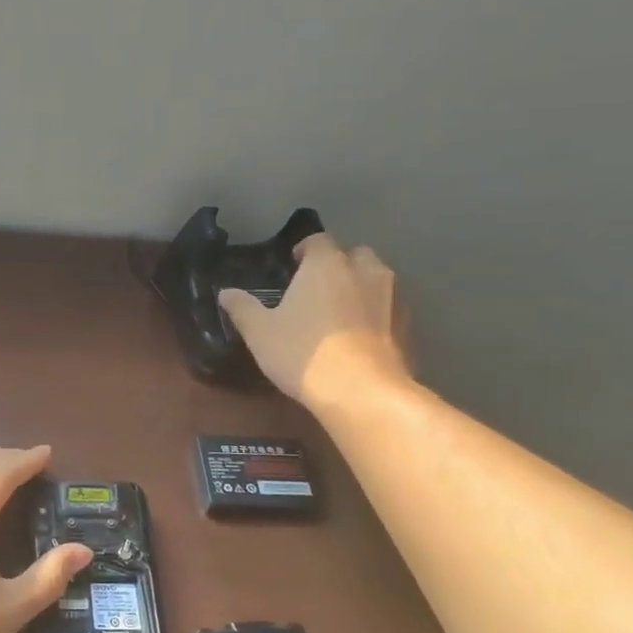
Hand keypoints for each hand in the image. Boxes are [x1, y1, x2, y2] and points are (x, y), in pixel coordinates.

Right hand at [219, 234, 410, 410]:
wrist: (361, 391)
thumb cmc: (302, 353)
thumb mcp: (260, 332)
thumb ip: (242, 308)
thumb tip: (226, 293)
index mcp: (326, 264)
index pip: (317, 240)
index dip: (304, 250)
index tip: (292, 266)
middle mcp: (363, 270)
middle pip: (353, 254)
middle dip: (337, 264)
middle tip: (317, 287)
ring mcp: (391, 296)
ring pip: (375, 278)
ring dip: (360, 286)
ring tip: (339, 310)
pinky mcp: (407, 324)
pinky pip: (388, 307)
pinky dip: (375, 312)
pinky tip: (359, 335)